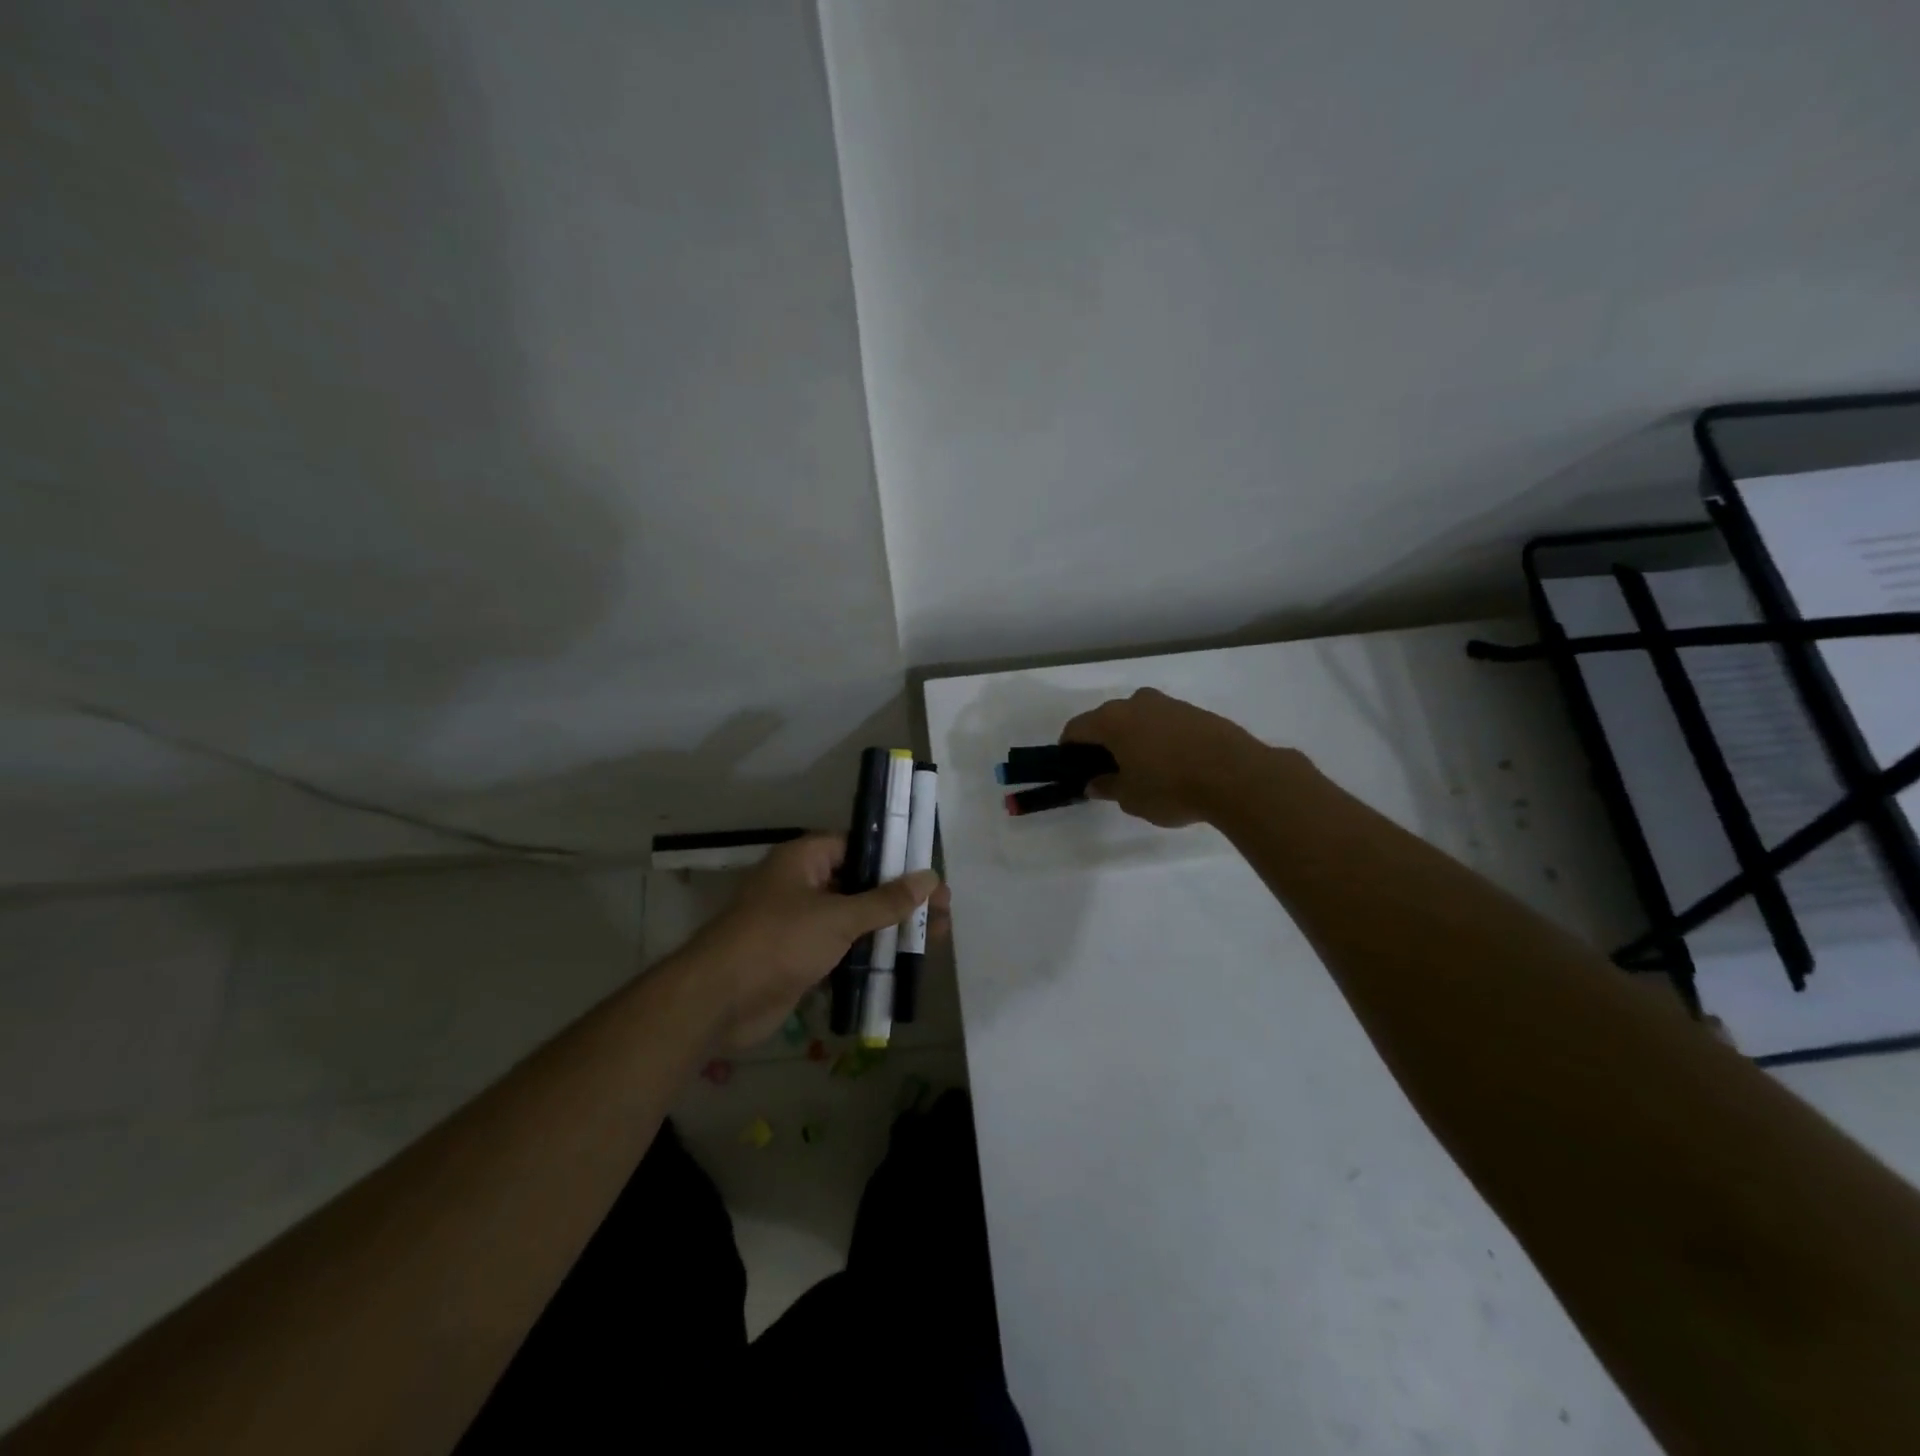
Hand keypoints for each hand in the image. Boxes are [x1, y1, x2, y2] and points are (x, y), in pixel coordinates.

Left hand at [684, 834, 947, 1049]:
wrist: (718, 1002)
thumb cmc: (778, 942)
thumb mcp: (838, 917)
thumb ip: (886, 900)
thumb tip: (930, 878)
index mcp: (805, 859)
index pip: (858, 846)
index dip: (894, 857)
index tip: (928, 873)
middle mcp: (803, 884)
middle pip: (862, 884)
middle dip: (901, 899)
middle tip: (943, 912)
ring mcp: (801, 923)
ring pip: (855, 920)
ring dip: (889, 929)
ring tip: (935, 939)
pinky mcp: (801, 958)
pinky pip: (843, 950)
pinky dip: (869, 956)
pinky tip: (903, 965)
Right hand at [1059, 687, 1274, 827]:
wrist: (1238, 776)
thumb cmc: (1171, 787)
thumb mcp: (1130, 797)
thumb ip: (1107, 787)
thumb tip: (1094, 783)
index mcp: (1112, 720)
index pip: (1076, 728)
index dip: (1068, 749)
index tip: (1072, 768)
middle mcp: (1137, 703)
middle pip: (1107, 719)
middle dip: (1102, 742)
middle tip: (1107, 771)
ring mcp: (1169, 704)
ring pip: (1138, 719)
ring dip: (1132, 738)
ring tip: (1143, 768)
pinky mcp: (1196, 712)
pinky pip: (1165, 723)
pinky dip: (1159, 739)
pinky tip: (1172, 764)